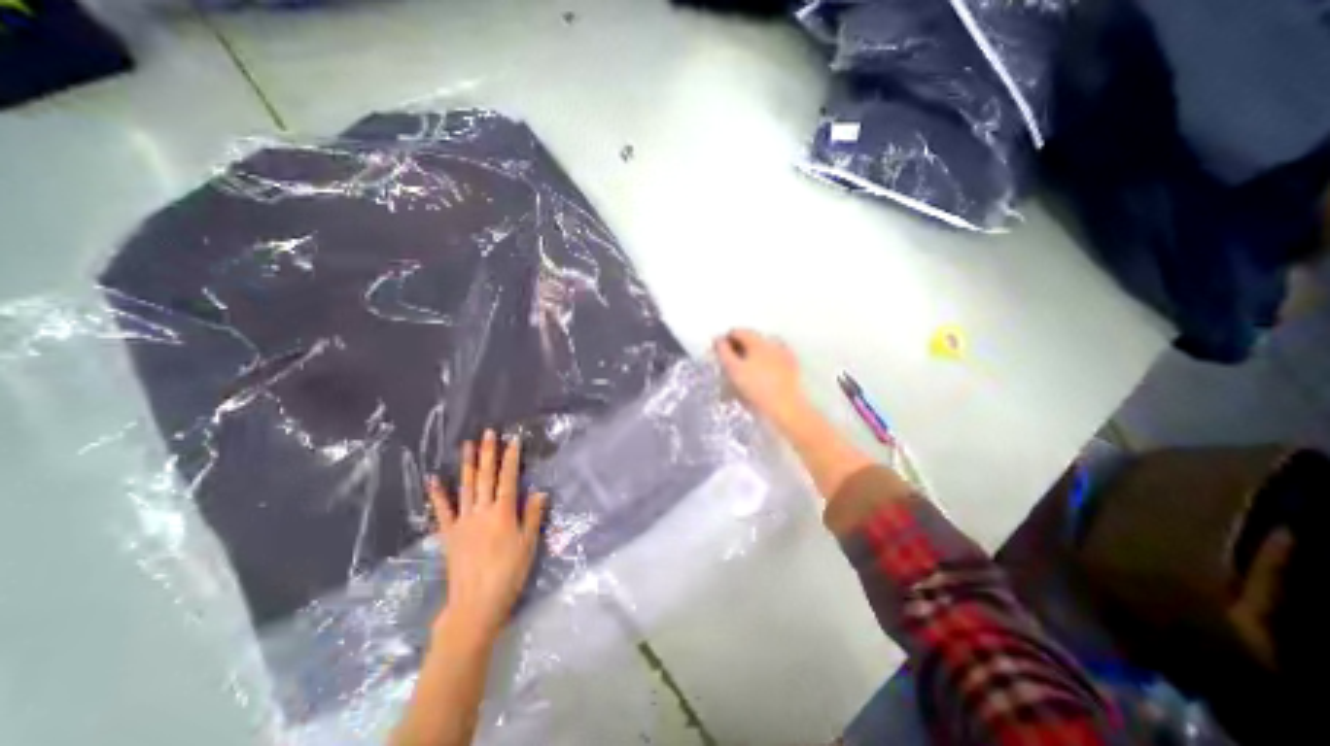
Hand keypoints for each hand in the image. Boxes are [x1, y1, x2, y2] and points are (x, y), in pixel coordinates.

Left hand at [433, 427, 545, 642]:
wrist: (476, 604)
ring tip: (467, 444)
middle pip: (485, 476)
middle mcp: (482, 510)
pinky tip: (433, 478)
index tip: (513, 439)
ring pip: (465, 486)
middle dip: (488, 453)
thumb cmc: (509, 573)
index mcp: (503, 512)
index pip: (508, 478)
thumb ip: (533, 516)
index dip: (511, 458)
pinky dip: (437, 494)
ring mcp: (462, 521)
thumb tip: (539, 491)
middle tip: (488, 432)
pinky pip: (442, 510)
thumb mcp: (528, 544)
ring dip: (466, 464)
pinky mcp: (449, 534)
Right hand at [711, 330, 804, 427]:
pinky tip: (759, 380)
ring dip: (750, 359)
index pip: (737, 332)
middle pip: (750, 340)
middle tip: (729, 368)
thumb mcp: (733, 370)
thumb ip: (723, 352)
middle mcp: (773, 342)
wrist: (786, 408)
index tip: (719, 356)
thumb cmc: (757, 389)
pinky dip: (763, 366)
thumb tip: (718, 340)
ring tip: (743, 376)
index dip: (725, 342)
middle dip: (738, 351)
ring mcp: (785, 354)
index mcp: (758, 340)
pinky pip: (773, 361)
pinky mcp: (792, 367)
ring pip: (762, 351)